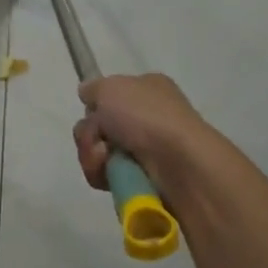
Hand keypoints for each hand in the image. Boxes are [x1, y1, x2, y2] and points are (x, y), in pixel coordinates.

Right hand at [71, 73, 211, 194]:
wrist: (179, 164)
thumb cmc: (147, 117)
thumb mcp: (111, 88)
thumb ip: (94, 88)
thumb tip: (88, 95)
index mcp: (148, 89)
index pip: (111, 96)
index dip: (97, 105)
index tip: (93, 112)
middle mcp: (149, 118)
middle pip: (99, 127)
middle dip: (89, 134)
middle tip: (97, 139)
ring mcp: (147, 150)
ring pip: (99, 153)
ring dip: (92, 156)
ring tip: (104, 160)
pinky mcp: (143, 179)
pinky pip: (108, 176)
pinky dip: (103, 175)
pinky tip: (111, 176)